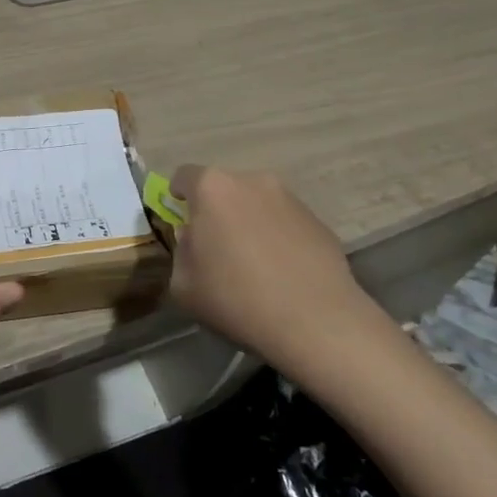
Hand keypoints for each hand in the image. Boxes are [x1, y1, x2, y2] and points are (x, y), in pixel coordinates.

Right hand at [168, 165, 382, 363]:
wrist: (316, 321)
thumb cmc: (237, 298)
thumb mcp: (183, 284)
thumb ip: (181, 251)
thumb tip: (194, 239)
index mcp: (212, 188)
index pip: (184, 176)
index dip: (178, 196)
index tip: (182, 221)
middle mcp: (251, 181)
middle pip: (223, 189)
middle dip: (216, 211)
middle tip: (217, 246)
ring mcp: (289, 198)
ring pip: (256, 204)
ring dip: (249, 222)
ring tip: (254, 262)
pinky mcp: (318, 220)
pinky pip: (285, 222)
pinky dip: (278, 237)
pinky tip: (282, 271)